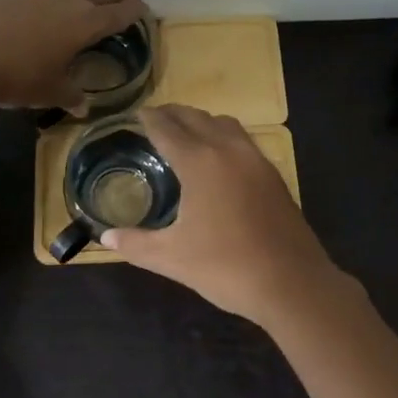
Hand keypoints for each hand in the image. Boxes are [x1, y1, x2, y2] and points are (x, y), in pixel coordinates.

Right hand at [100, 105, 355, 326]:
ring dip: (201, 121)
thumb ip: (135, 243)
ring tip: (185, 133)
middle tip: (154, 120)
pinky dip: (223, 136)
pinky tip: (218, 159)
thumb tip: (105, 237)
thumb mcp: (171, 258)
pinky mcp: (273, 174)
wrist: (291, 283)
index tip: (135, 114)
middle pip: (196, 118)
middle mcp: (228, 150)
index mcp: (199, 162)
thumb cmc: (225, 267)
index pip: (167, 129)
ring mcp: (255, 160)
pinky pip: (242, 140)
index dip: (148, 119)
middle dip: (172, 114)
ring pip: (224, 124)